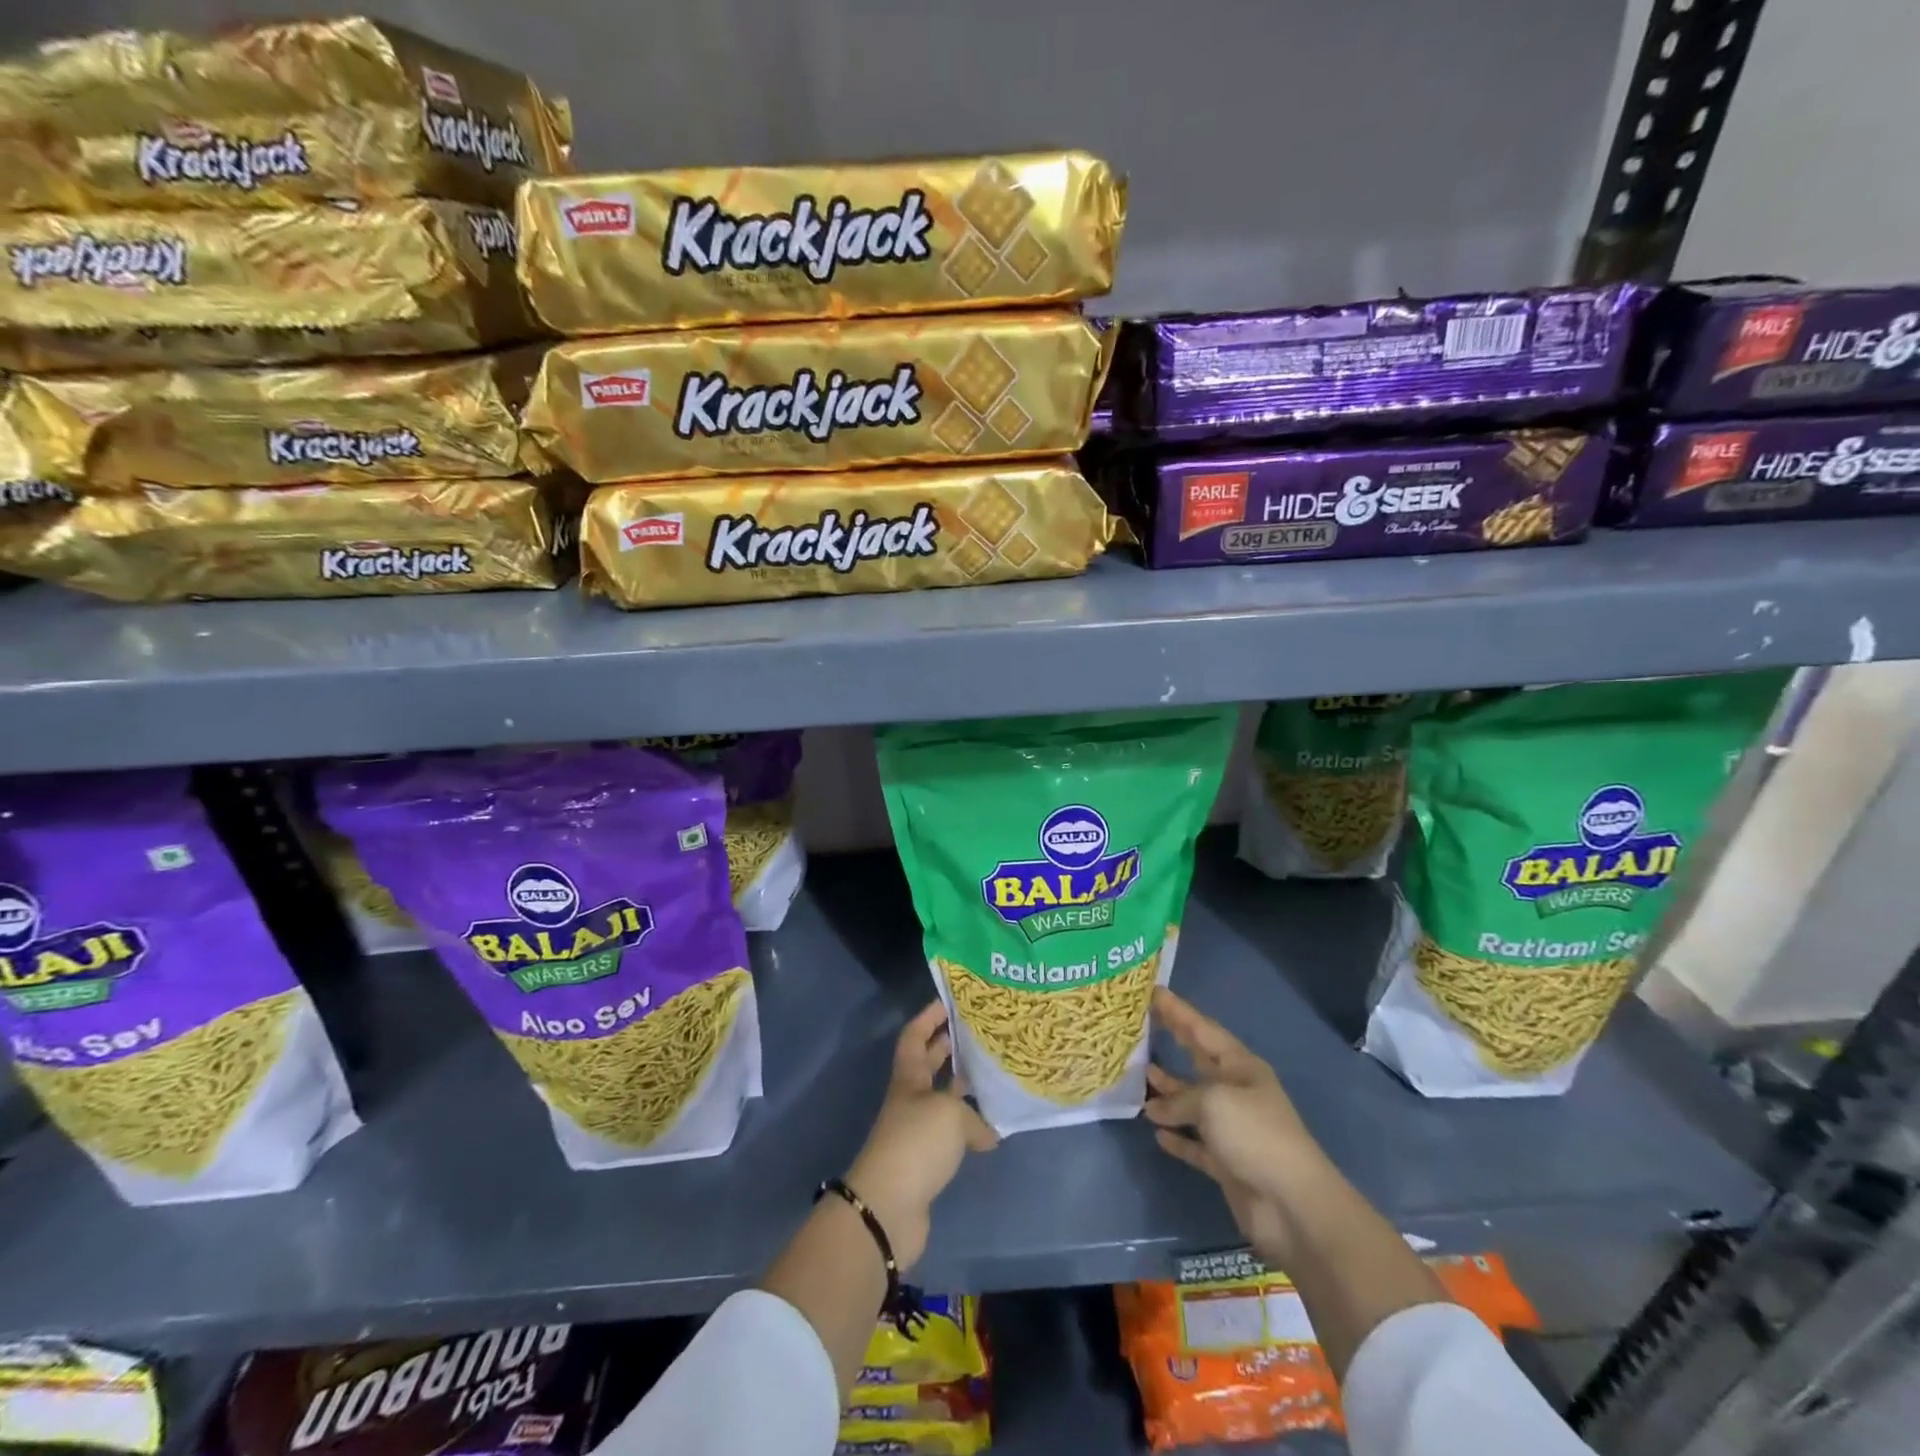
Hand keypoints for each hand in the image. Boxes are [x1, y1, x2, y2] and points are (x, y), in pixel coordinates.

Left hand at [846, 1001, 998, 1270]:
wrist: (888, 1208)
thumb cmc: (916, 1143)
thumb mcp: (950, 1115)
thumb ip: (974, 1116)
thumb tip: (988, 1133)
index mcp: (909, 1078)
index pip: (914, 1036)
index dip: (928, 1017)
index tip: (949, 1001)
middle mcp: (910, 1099)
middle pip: (927, 1064)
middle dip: (948, 1046)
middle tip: (977, 1032)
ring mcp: (916, 1131)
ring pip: (941, 1098)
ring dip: (961, 1087)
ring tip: (991, 1074)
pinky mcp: (925, 1162)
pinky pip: (950, 1133)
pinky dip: (968, 1128)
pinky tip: (991, 1129)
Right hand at [1145, 987, 1329, 1266]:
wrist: (1293, 1205)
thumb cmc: (1255, 1135)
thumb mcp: (1213, 1101)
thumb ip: (1180, 1098)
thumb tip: (1155, 1108)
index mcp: (1241, 1067)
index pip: (1203, 1029)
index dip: (1178, 1011)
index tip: (1153, 991)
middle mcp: (1236, 1092)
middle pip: (1199, 1060)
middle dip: (1174, 1041)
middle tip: (1142, 1023)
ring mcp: (1232, 1129)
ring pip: (1193, 1102)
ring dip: (1169, 1091)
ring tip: (1141, 1078)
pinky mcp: (1226, 1163)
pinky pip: (1195, 1142)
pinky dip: (1177, 1136)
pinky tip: (1156, 1130)